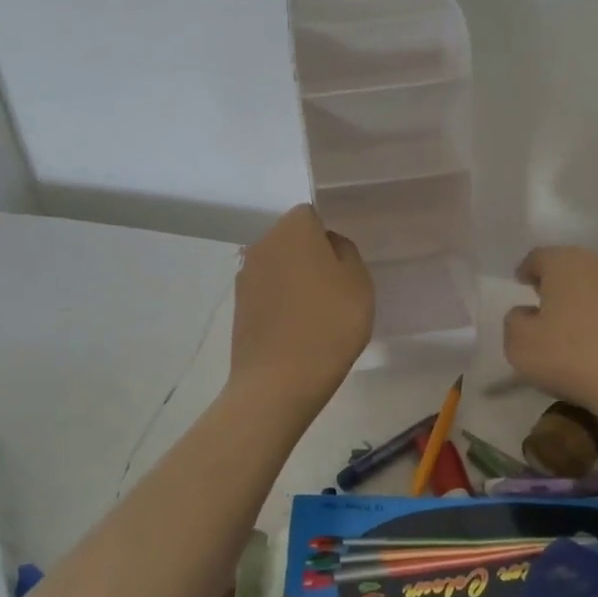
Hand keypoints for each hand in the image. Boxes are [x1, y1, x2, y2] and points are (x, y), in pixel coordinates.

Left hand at [230, 205, 373, 413]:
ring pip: (279, 266)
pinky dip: (282, 303)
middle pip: (292, 239)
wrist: (278, 382)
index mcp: (292, 229)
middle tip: (336, 288)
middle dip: (312, 256)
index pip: (311, 214)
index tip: (344, 264)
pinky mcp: (239, 306)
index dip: (330, 236)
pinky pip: (268, 293)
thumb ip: (346, 253)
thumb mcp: (359, 283)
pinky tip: (298, 329)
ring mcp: (246, 276)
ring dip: (296, 280)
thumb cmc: (328, 324)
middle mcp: (262, 243)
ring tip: (318, 313)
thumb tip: (329, 245)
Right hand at [503, 247, 597, 420]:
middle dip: (555, 284)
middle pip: (570, 266)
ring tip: (571, 328)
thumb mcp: (520, 345)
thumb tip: (527, 314)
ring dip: (582, 301)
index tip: (521, 286)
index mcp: (565, 261)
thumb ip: (514, 322)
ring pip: (596, 286)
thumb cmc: (574, 357)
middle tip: (543, 306)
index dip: (526, 271)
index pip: (538, 257)